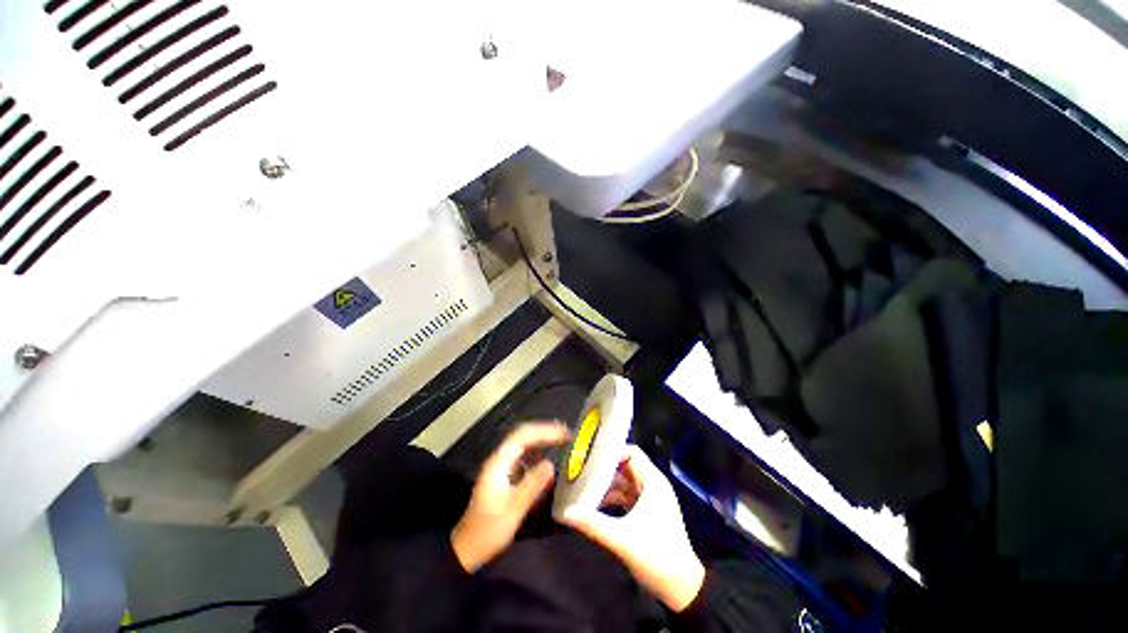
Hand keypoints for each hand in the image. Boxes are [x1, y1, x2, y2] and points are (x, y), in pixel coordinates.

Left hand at [451, 422, 568, 572]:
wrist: (468, 549)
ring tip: (561, 440)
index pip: (522, 436)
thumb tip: (551, 464)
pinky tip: (548, 457)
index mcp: (499, 463)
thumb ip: (532, 485)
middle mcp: (499, 460)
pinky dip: (538, 452)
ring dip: (541, 439)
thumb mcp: (513, 509)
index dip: (544, 431)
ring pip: (523, 444)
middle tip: (566, 434)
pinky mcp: (505, 476)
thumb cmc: (489, 530)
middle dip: (544, 432)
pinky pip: (524, 456)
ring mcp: (501, 467)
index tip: (564, 434)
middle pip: (523, 436)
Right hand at [561, 445, 705, 611]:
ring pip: (623, 482)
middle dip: (604, 469)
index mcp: (653, 482)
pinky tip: (593, 505)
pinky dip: (611, 498)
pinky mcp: (646, 511)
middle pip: (625, 466)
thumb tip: (565, 512)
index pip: (631, 453)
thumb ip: (593, 524)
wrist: (682, 589)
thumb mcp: (622, 540)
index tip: (590, 458)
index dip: (611, 453)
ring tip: (581, 487)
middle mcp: (652, 484)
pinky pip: (624, 496)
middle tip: (580, 471)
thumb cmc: (657, 558)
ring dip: (605, 485)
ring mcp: (649, 498)